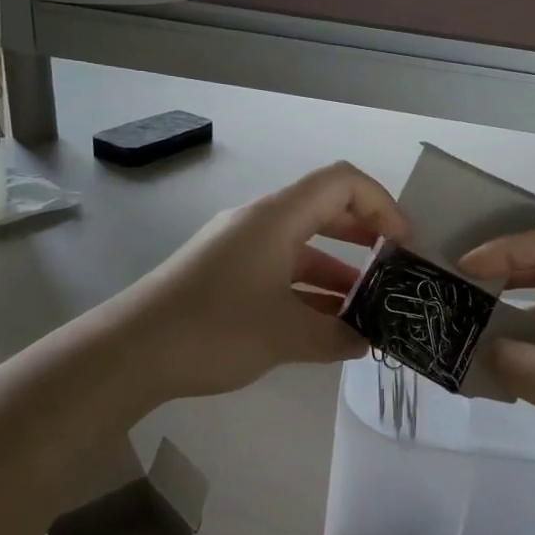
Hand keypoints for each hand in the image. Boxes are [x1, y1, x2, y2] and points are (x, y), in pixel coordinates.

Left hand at [107, 162, 407, 403]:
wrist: (131, 352)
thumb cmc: (214, 329)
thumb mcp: (286, 335)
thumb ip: (337, 336)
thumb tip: (365, 341)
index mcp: (275, 218)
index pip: (341, 183)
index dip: (382, 204)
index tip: (404, 244)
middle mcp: (258, 224)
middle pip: (324, 211)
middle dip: (365, 236)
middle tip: (395, 270)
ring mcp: (238, 250)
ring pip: (301, 248)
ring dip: (338, 273)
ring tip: (368, 310)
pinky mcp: (224, 276)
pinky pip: (279, 272)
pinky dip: (307, 292)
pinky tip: (327, 326)